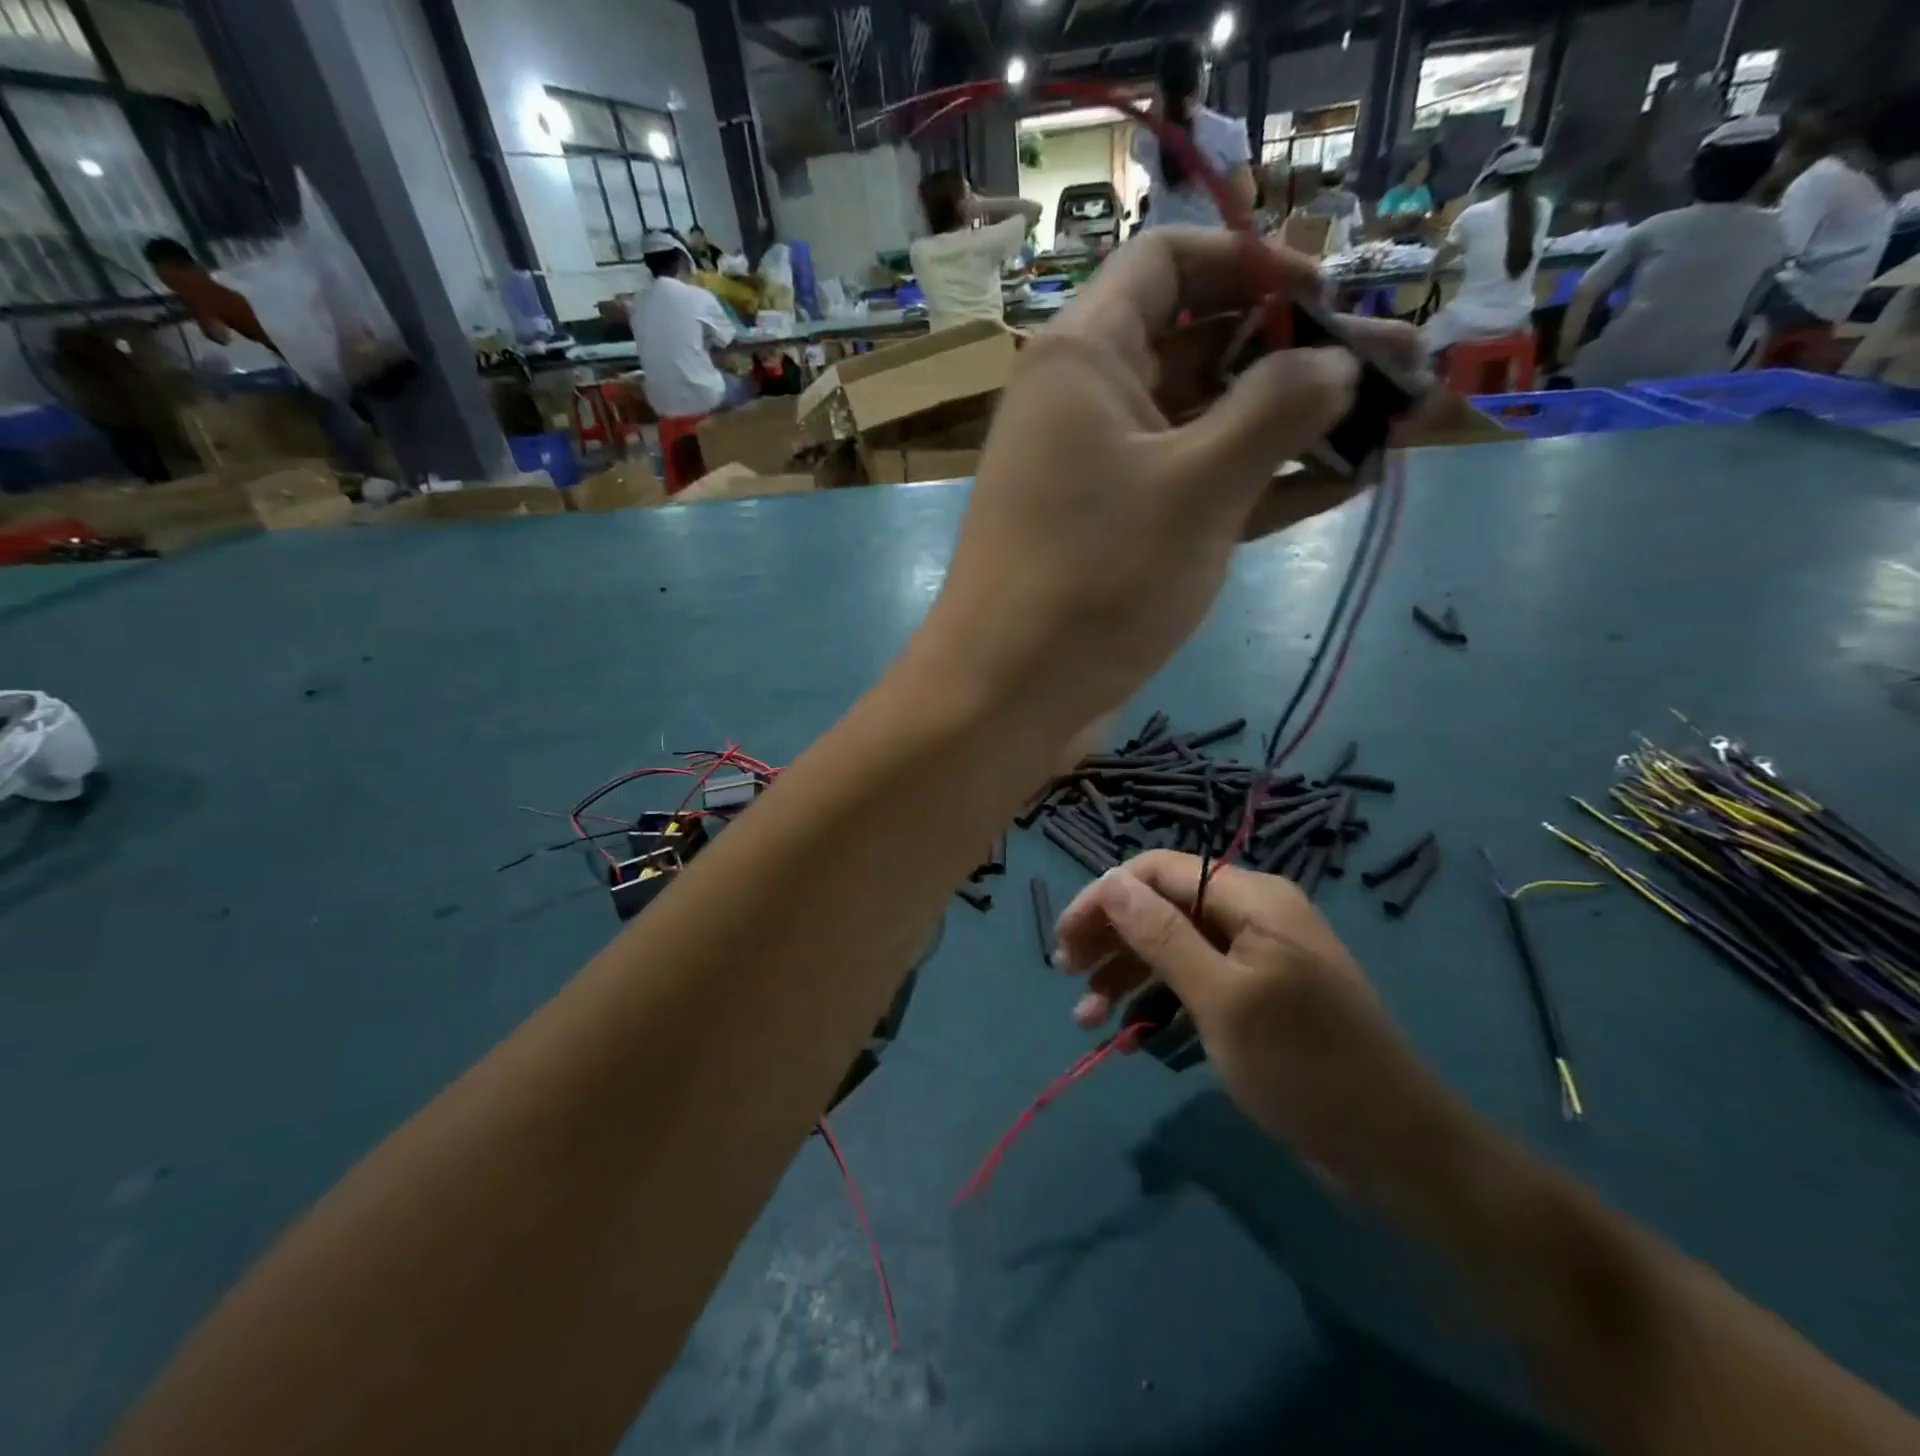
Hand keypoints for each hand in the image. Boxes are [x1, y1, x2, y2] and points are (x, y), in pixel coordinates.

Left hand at [909, 226, 1425, 739]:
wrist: (1007, 697)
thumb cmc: (1093, 578)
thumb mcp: (1196, 486)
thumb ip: (1277, 410)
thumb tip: (1337, 363)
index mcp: (1084, 358)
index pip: (1168, 264)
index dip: (1252, 263)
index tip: (1328, 298)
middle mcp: (1089, 404)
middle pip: (1202, 344)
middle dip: (1299, 352)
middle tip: (1401, 365)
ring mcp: (1105, 475)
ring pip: (1207, 425)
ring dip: (1293, 424)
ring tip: (1397, 422)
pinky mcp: (1121, 536)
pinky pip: (1198, 489)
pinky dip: (1261, 485)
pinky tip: (1343, 484)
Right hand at [1054, 852, 1478, 1207]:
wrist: (1397, 1150)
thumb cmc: (1305, 1067)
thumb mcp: (1222, 1001)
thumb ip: (1162, 937)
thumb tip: (1111, 882)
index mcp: (1251, 898)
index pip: (1158, 872)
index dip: (1105, 898)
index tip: (1065, 941)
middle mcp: (1252, 914)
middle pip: (1162, 906)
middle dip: (1111, 938)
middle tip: (1066, 976)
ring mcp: (1255, 956)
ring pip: (1172, 946)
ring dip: (1127, 975)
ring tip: (1085, 1018)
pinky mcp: (1256, 994)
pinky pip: (1194, 980)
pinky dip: (1158, 1000)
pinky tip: (1128, 1032)